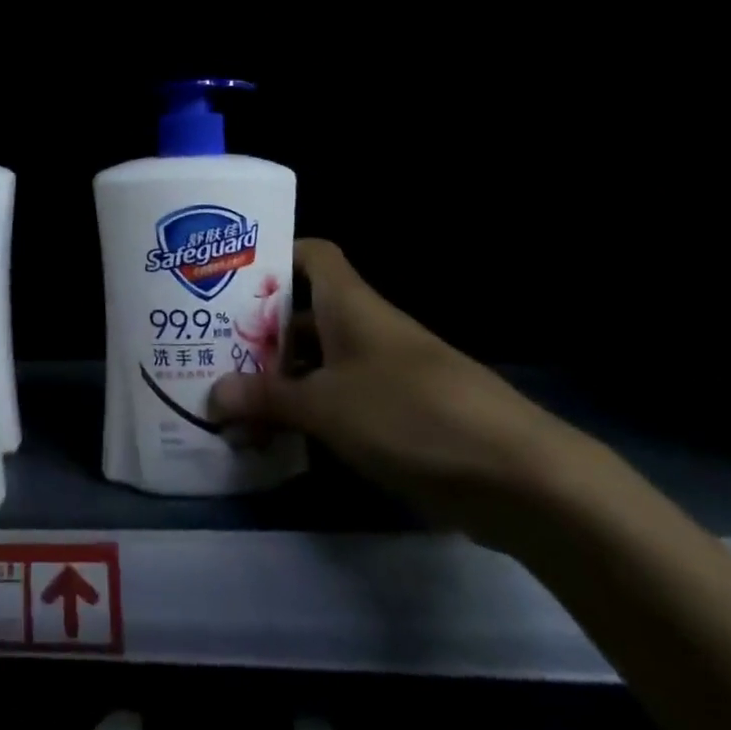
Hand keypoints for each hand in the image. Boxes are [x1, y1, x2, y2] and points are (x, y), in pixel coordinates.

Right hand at [208, 238, 581, 545]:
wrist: (519, 475)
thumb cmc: (410, 414)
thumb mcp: (326, 406)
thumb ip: (267, 398)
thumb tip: (211, 395)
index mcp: (350, 303)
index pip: (311, 254)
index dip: (274, 256)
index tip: (230, 278)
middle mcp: (367, 327)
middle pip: (307, 312)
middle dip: (261, 329)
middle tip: (212, 347)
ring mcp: (387, 371)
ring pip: (322, 361)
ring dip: (284, 377)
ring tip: (234, 397)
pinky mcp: (403, 414)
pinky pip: (344, 399)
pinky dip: (313, 411)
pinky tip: (282, 436)